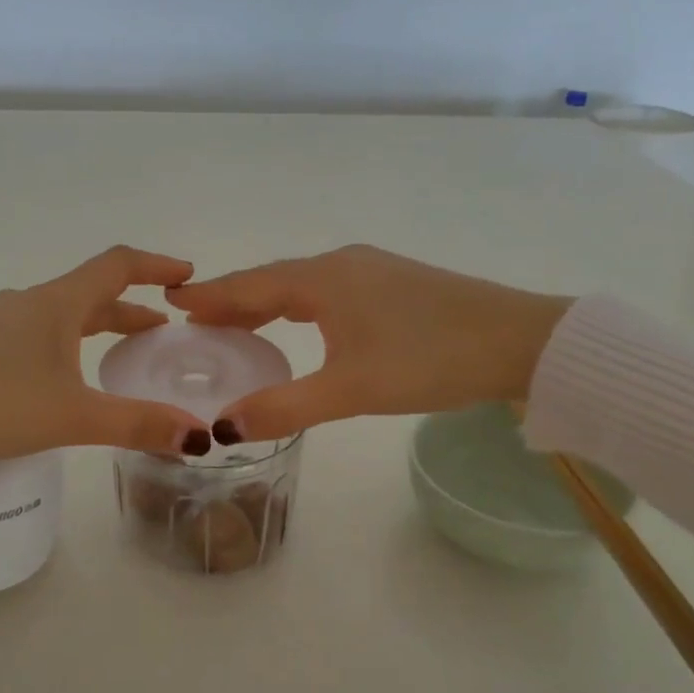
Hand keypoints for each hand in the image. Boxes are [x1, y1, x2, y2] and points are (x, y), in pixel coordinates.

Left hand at [0, 246, 211, 469]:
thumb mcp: (68, 418)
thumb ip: (136, 424)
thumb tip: (201, 436)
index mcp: (53, 305)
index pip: (116, 266)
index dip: (156, 266)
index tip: (187, 276)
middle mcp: (19, 303)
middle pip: (84, 295)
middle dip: (125, 311)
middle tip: (155, 332)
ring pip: (47, 317)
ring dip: (81, 327)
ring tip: (98, 351)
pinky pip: (11, 335)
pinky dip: (39, 344)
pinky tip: (21, 360)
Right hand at [165, 244, 572, 440]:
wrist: (520, 342)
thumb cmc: (429, 359)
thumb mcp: (350, 389)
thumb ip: (283, 407)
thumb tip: (221, 428)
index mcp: (324, 280)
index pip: (251, 285)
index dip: (211, 297)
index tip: (173, 302)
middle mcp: (343, 264)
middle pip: (273, 281)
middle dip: (233, 300)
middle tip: (197, 322)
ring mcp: (372, 270)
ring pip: (303, 285)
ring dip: (267, 303)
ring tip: (238, 325)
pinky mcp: (396, 284)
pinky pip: (329, 291)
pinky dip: (299, 305)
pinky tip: (304, 323)